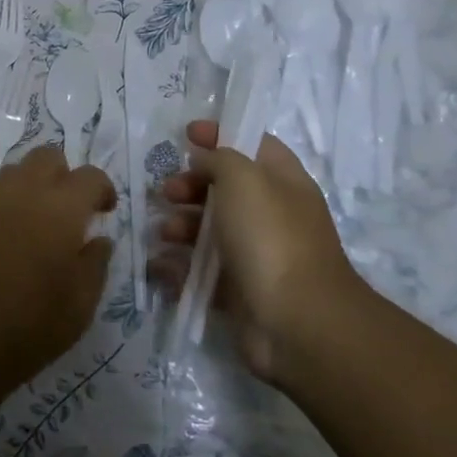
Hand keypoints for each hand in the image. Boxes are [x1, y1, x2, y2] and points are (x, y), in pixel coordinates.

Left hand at [0, 145, 115, 396]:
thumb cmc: (27, 329)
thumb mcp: (79, 308)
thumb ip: (94, 265)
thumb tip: (98, 240)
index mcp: (59, 210)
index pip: (89, 176)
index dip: (101, 189)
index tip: (103, 211)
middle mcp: (20, 194)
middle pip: (46, 157)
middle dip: (63, 176)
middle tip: (68, 212)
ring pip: (12, 173)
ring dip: (30, 188)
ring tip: (32, 227)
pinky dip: (0, 210)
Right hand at [158, 120, 368, 384]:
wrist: (296, 321)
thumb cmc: (270, 237)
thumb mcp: (243, 178)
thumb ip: (220, 158)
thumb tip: (204, 160)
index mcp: (282, 182)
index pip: (252, 145)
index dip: (220, 135)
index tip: (185, 134)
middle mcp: (271, 215)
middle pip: (224, 189)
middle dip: (190, 186)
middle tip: (167, 192)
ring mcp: (256, 254)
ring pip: (209, 231)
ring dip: (180, 226)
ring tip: (165, 233)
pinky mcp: (238, 290)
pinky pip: (200, 271)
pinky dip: (178, 266)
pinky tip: (160, 265)